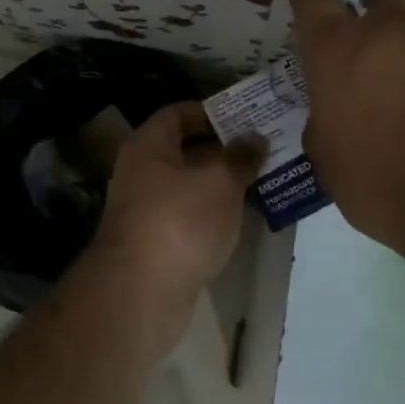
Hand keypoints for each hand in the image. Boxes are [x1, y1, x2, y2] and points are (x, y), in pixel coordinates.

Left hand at [87, 101, 262, 351]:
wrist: (141, 292)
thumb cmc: (180, 221)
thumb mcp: (219, 182)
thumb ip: (239, 157)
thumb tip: (254, 138)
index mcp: (147, 146)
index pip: (177, 114)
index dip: (210, 111)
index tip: (245, 117)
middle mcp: (140, 172)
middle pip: (183, 150)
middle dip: (222, 149)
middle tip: (263, 149)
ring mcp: (145, 210)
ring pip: (188, 186)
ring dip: (220, 183)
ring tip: (262, 180)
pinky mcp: (154, 243)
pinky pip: (187, 216)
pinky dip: (212, 213)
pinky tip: (241, 218)